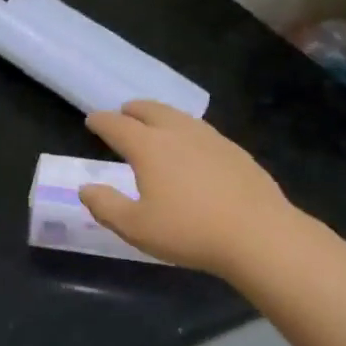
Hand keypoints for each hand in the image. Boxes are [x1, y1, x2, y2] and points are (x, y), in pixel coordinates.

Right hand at [80, 100, 311, 279]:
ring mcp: (210, 138)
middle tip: (123, 113)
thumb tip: (86, 189)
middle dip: (132, 110)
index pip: (117, 126)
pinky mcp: (235, 151)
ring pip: (178, 116)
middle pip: (150, 110)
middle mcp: (178, 133)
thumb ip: (106, 206)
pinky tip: (192, 146)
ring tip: (154, 123)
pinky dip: (185, 129)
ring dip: (160, 115)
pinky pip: (201, 130)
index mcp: (149, 147)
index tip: (92, 120)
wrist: (259, 235)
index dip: (101, 121)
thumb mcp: (136, 227)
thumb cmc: (190, 232)